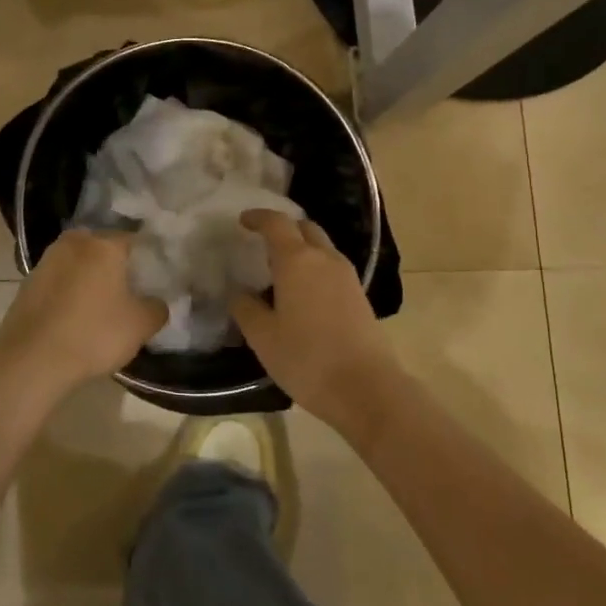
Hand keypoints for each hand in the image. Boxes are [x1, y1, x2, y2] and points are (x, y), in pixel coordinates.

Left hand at [0, 230, 166, 398]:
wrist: (30, 360)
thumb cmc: (93, 334)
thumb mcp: (140, 326)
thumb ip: (157, 308)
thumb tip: (156, 302)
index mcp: (103, 245)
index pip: (133, 239)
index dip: (146, 257)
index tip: (154, 276)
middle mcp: (73, 243)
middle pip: (102, 247)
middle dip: (115, 263)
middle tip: (128, 289)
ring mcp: (46, 261)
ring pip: (77, 262)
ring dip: (88, 277)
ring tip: (100, 304)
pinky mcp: (27, 283)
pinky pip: (58, 280)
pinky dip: (68, 291)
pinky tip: (74, 315)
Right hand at [231, 211, 403, 435]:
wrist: (366, 388)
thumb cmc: (306, 358)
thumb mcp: (263, 336)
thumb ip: (246, 308)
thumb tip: (239, 292)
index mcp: (297, 260)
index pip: (276, 223)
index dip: (258, 217)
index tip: (243, 221)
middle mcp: (324, 258)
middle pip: (304, 228)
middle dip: (283, 228)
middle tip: (263, 243)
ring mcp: (347, 276)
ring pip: (321, 247)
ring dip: (301, 248)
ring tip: (280, 270)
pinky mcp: (359, 295)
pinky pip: (332, 267)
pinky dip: (314, 267)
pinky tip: (303, 292)